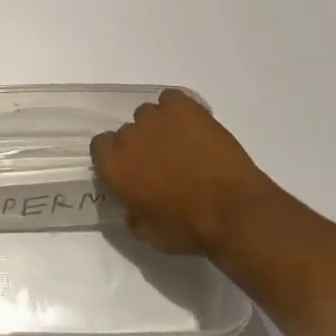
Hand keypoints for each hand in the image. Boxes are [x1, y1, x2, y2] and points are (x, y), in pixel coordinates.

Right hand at [90, 89, 276, 255]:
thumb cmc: (189, 229)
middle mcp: (127, 135)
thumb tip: (131, 205)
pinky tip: (194, 129)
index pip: (100, 147)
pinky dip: (179, 111)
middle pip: (127, 132)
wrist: (235, 211)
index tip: (134, 172)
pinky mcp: (181, 104)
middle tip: (164, 164)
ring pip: (149, 115)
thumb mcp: (150, 235)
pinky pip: (171, 100)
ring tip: (184, 147)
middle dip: (141, 146)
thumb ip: (131, 214)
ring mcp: (154, 116)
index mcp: (113, 165)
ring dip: (160, 129)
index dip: (117, 159)